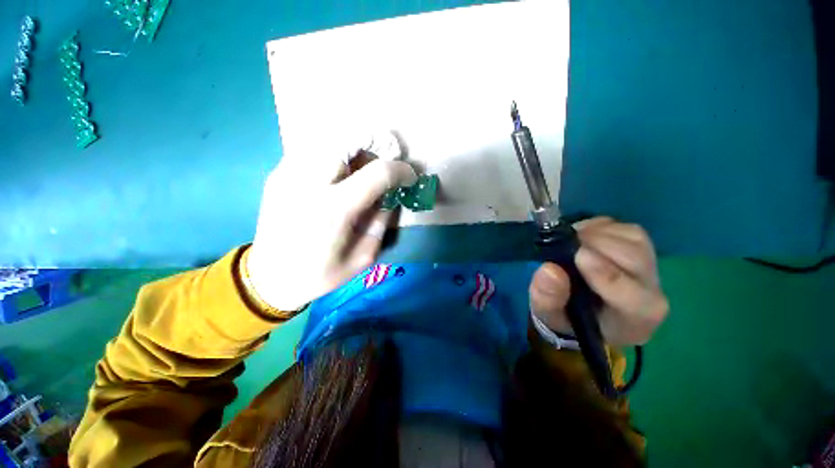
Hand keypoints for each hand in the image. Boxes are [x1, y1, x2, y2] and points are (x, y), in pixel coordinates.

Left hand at [246, 148, 416, 311]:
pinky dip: (334, 155)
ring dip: (354, 149)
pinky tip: (338, 176)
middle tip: (384, 165)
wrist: (268, 277)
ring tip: (363, 169)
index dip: (400, 171)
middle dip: (375, 147)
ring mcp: (289, 174)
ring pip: (329, 140)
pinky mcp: (278, 174)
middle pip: (349, 142)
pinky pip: (314, 151)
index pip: (377, 174)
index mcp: (335, 209)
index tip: (410, 177)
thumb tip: (391, 195)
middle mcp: (309, 183)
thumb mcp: (363, 257)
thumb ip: (381, 222)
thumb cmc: (320, 274)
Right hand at [529, 217, 668, 345]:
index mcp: (634, 318)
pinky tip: (581, 238)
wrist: (583, 310)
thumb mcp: (547, 314)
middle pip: (634, 259)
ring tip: (570, 242)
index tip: (578, 256)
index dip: (607, 275)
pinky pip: (624, 228)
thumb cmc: (567, 316)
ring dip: (595, 234)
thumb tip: (549, 269)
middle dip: (595, 246)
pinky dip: (598, 227)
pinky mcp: (640, 246)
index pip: (633, 297)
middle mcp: (650, 291)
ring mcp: (649, 265)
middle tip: (563, 244)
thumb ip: (547, 297)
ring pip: (632, 238)